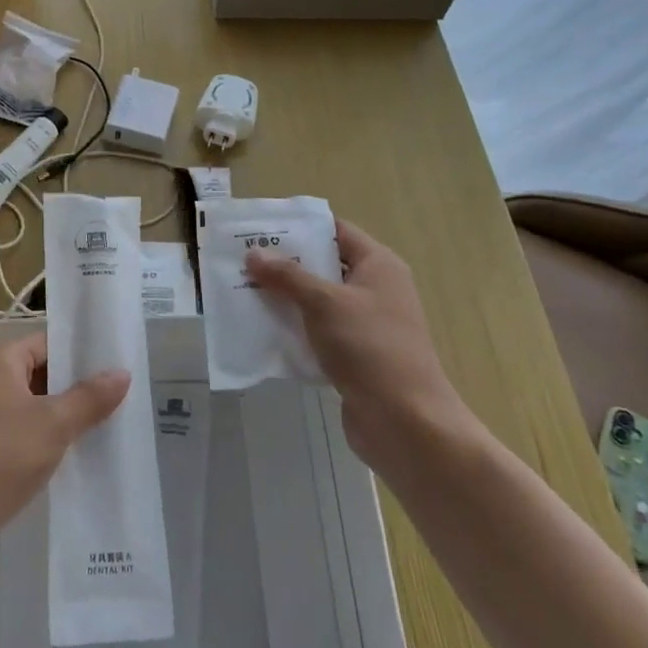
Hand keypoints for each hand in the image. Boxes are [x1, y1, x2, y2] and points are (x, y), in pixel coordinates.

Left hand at [0, 332, 129, 561]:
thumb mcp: (53, 425)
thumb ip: (90, 398)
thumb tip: (122, 372)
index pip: (48, 344)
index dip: (82, 356)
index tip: (117, 369)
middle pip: (39, 373)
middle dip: (75, 388)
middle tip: (119, 400)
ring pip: (29, 405)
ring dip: (59, 416)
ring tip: (103, 427)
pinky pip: (16, 430)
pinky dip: (40, 438)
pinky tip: (69, 454)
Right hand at [246, 220, 471, 476]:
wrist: (404, 420)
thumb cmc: (368, 347)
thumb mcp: (324, 303)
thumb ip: (288, 276)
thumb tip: (254, 253)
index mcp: (378, 265)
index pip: (337, 232)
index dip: (301, 227)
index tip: (261, 229)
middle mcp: (376, 289)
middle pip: (326, 266)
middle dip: (286, 265)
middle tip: (243, 262)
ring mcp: (368, 325)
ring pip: (320, 302)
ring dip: (287, 299)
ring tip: (244, 293)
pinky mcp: (357, 356)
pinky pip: (320, 333)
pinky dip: (296, 330)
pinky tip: (264, 332)